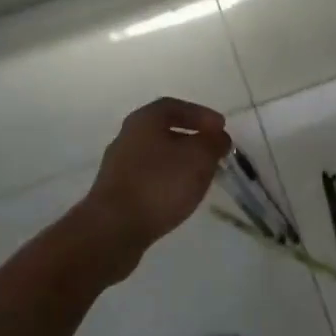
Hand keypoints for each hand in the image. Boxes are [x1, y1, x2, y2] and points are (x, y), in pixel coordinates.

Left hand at [84, 98, 231, 255]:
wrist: (114, 228)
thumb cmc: (160, 183)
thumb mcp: (199, 157)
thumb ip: (214, 142)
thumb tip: (219, 137)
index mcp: (144, 121)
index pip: (174, 106)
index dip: (201, 114)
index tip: (221, 128)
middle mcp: (127, 138)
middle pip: (164, 130)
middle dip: (192, 139)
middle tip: (214, 151)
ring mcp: (119, 167)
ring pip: (157, 156)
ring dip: (182, 162)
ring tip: (203, 175)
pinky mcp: (118, 193)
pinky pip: (150, 178)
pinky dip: (169, 180)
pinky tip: (181, 195)